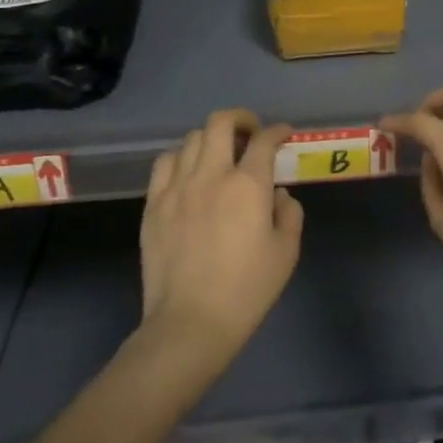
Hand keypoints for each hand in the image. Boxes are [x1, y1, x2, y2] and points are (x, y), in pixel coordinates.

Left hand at [140, 110, 301, 358]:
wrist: (190, 323)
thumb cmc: (246, 290)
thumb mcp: (285, 252)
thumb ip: (289, 214)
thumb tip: (278, 194)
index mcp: (248, 185)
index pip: (264, 140)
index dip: (277, 131)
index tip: (284, 134)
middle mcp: (212, 175)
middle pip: (221, 123)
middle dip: (241, 119)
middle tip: (251, 132)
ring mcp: (177, 187)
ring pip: (192, 139)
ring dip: (211, 138)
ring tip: (220, 154)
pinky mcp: (153, 204)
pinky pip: (165, 162)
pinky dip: (181, 157)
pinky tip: (189, 172)